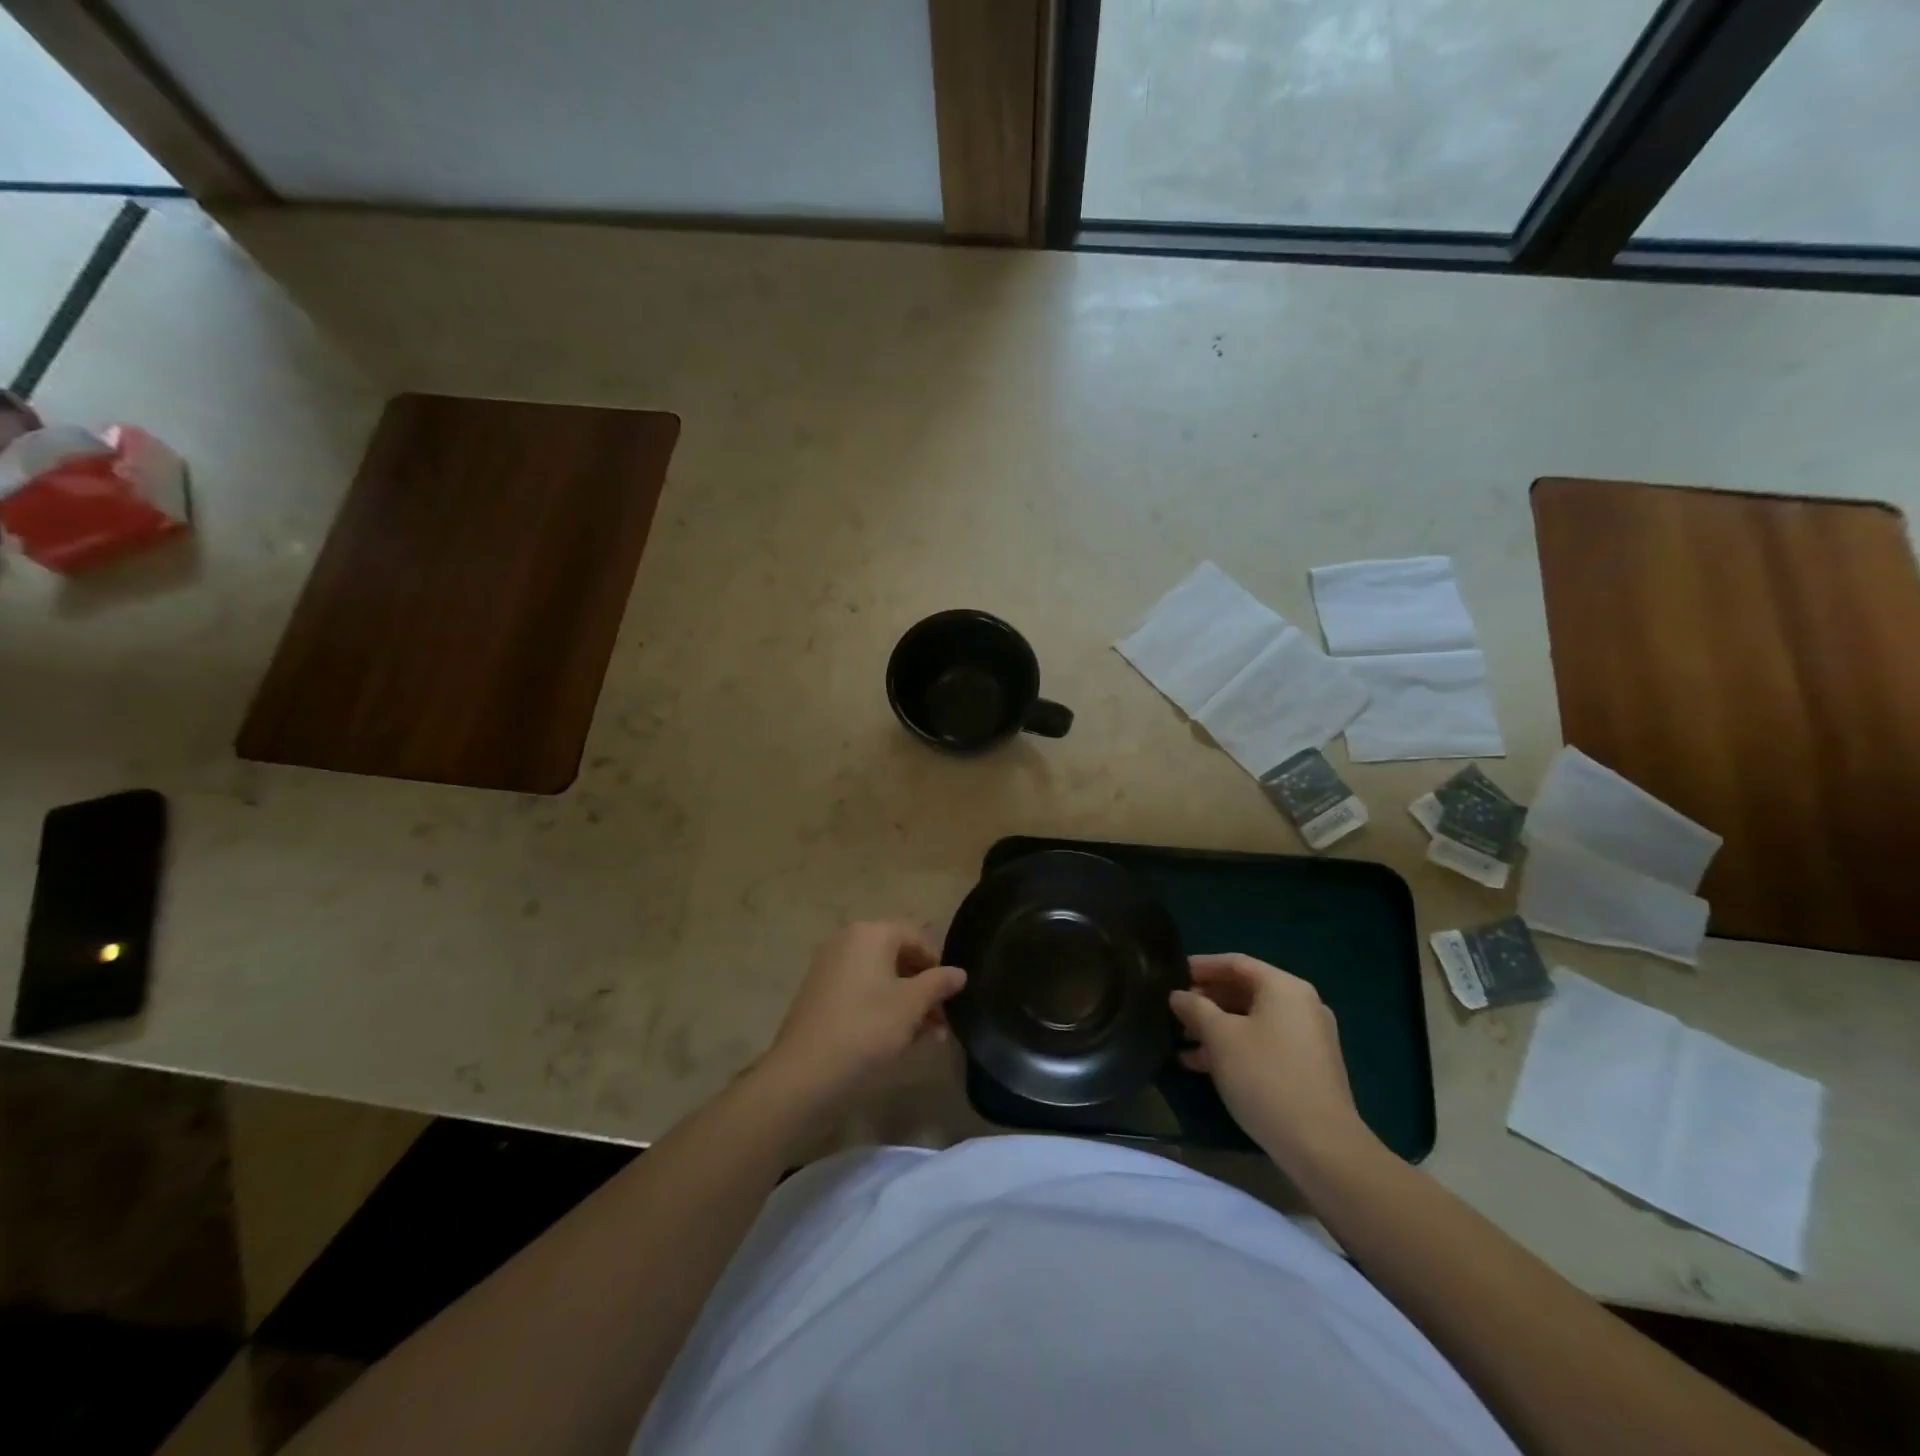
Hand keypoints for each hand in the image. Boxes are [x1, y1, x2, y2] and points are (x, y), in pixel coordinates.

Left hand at [763, 922, 965, 1105]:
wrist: (804, 1075)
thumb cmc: (866, 1029)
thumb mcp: (911, 1006)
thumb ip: (939, 983)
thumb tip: (959, 972)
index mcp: (870, 933)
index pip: (916, 938)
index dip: (939, 965)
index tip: (953, 997)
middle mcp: (847, 942)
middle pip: (898, 958)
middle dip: (924, 988)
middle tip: (944, 1021)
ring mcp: (830, 968)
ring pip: (881, 980)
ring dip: (908, 1003)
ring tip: (930, 1037)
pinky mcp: (820, 996)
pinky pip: (862, 993)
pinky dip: (883, 1010)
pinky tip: (901, 1040)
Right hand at [1170, 954, 1372, 1168]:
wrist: (1321, 1146)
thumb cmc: (1265, 1077)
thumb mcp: (1220, 1037)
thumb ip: (1195, 1008)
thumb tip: (1178, 995)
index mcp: (1284, 987)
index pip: (1235, 963)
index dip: (1201, 966)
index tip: (1172, 974)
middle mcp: (1301, 1005)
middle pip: (1245, 990)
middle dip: (1206, 999)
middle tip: (1174, 1010)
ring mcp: (1308, 1037)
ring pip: (1252, 1019)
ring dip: (1216, 1027)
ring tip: (1181, 1040)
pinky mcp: (1308, 1067)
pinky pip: (1264, 1043)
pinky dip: (1235, 1046)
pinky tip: (1203, 1064)